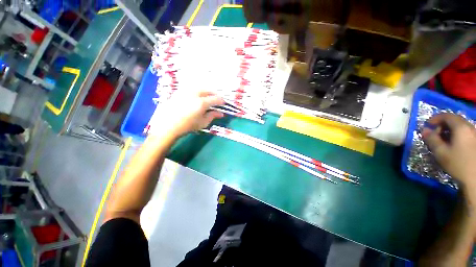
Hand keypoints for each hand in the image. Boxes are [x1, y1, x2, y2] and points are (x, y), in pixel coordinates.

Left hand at [150, 90, 223, 136]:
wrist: (168, 125)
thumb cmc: (188, 126)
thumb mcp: (203, 123)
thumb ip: (212, 116)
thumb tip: (221, 113)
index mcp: (202, 103)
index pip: (216, 99)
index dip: (221, 101)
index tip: (223, 103)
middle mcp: (195, 94)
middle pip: (208, 90)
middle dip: (214, 95)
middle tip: (217, 100)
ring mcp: (186, 91)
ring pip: (200, 87)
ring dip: (206, 91)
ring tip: (208, 97)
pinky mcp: (180, 91)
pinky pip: (192, 88)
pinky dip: (198, 91)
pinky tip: (197, 95)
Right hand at [422, 113, 475, 190]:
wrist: (475, 178)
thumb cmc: (458, 164)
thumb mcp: (441, 152)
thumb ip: (431, 139)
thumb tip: (424, 130)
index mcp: (461, 127)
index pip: (446, 116)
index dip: (435, 118)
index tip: (427, 125)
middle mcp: (470, 127)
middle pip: (454, 120)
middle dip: (442, 125)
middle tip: (435, 135)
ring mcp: (475, 134)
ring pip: (460, 126)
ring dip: (450, 130)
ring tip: (444, 141)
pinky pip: (465, 132)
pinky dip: (457, 134)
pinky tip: (454, 144)